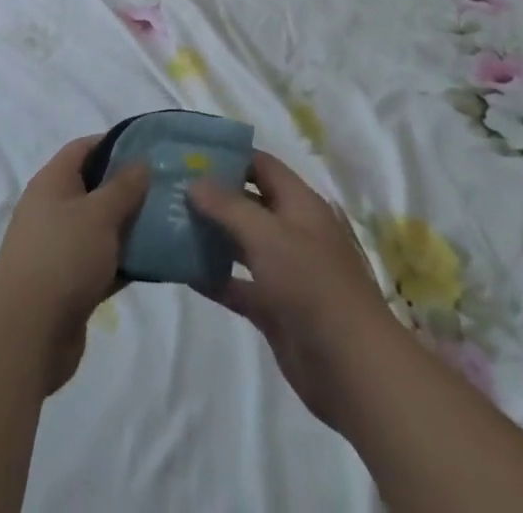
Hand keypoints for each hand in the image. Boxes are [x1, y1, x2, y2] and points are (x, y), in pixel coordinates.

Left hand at [0, 136, 150, 395]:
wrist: (28, 332)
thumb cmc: (63, 257)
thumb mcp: (98, 214)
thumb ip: (123, 187)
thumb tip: (141, 161)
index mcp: (52, 182)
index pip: (82, 148)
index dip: (113, 143)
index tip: (149, 147)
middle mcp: (53, 209)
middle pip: (94, 187)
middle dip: (128, 187)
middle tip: (166, 188)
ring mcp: (60, 247)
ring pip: (101, 228)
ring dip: (130, 226)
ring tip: (169, 222)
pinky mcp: (70, 283)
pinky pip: (103, 262)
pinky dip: (125, 260)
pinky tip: (157, 262)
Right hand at [187, 150, 387, 430]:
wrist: (353, 370)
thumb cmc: (313, 285)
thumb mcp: (268, 235)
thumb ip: (228, 205)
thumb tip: (194, 181)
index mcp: (300, 204)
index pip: (261, 165)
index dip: (228, 155)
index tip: (189, 152)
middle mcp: (292, 231)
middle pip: (247, 202)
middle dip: (212, 194)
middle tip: (170, 186)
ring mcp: (283, 271)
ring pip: (240, 243)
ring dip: (209, 234)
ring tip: (168, 222)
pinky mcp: (274, 308)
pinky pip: (237, 284)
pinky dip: (213, 277)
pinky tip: (182, 270)